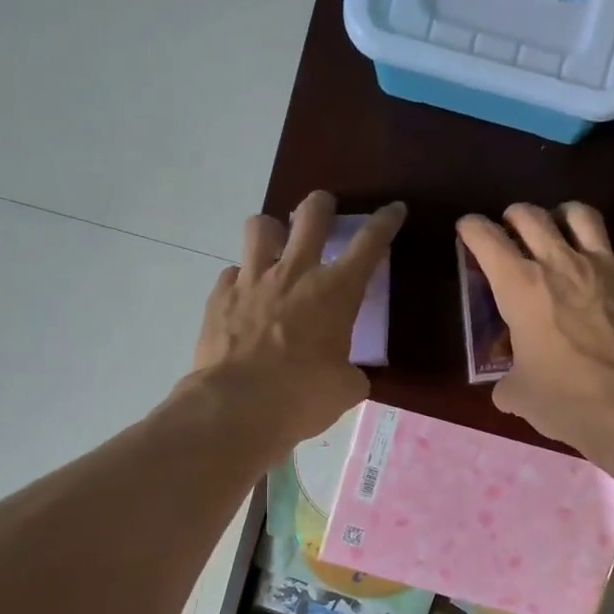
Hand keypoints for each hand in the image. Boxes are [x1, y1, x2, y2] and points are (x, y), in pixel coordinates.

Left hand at [191, 190, 403, 446]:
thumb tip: (347, 373)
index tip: (394, 210)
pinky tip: (245, 300)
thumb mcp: (345, 389)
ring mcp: (252, 280)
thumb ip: (351, 372)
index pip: (369, 244)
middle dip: (322, 206)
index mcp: (335, 291)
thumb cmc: (302, 397)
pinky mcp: (219, 297)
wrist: (236, 407)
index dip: (385, 222)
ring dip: (272, 232)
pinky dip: (241, 281)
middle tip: (325, 213)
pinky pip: (231, 273)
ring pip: (260, 226)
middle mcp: (294, 273)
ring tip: (275, 249)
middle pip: (311, 214)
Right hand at [456, 203, 613, 459]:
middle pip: (531, 216)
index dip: (472, 229)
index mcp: (519, 287)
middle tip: (511, 227)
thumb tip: (509, 387)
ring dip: (564, 216)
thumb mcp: (519, 395)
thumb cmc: (566, 400)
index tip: (467, 228)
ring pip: (581, 215)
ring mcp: (606, 265)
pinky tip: (613, 270)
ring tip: (562, 228)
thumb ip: (509, 381)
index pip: (486, 240)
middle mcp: (560, 263)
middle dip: (514, 216)